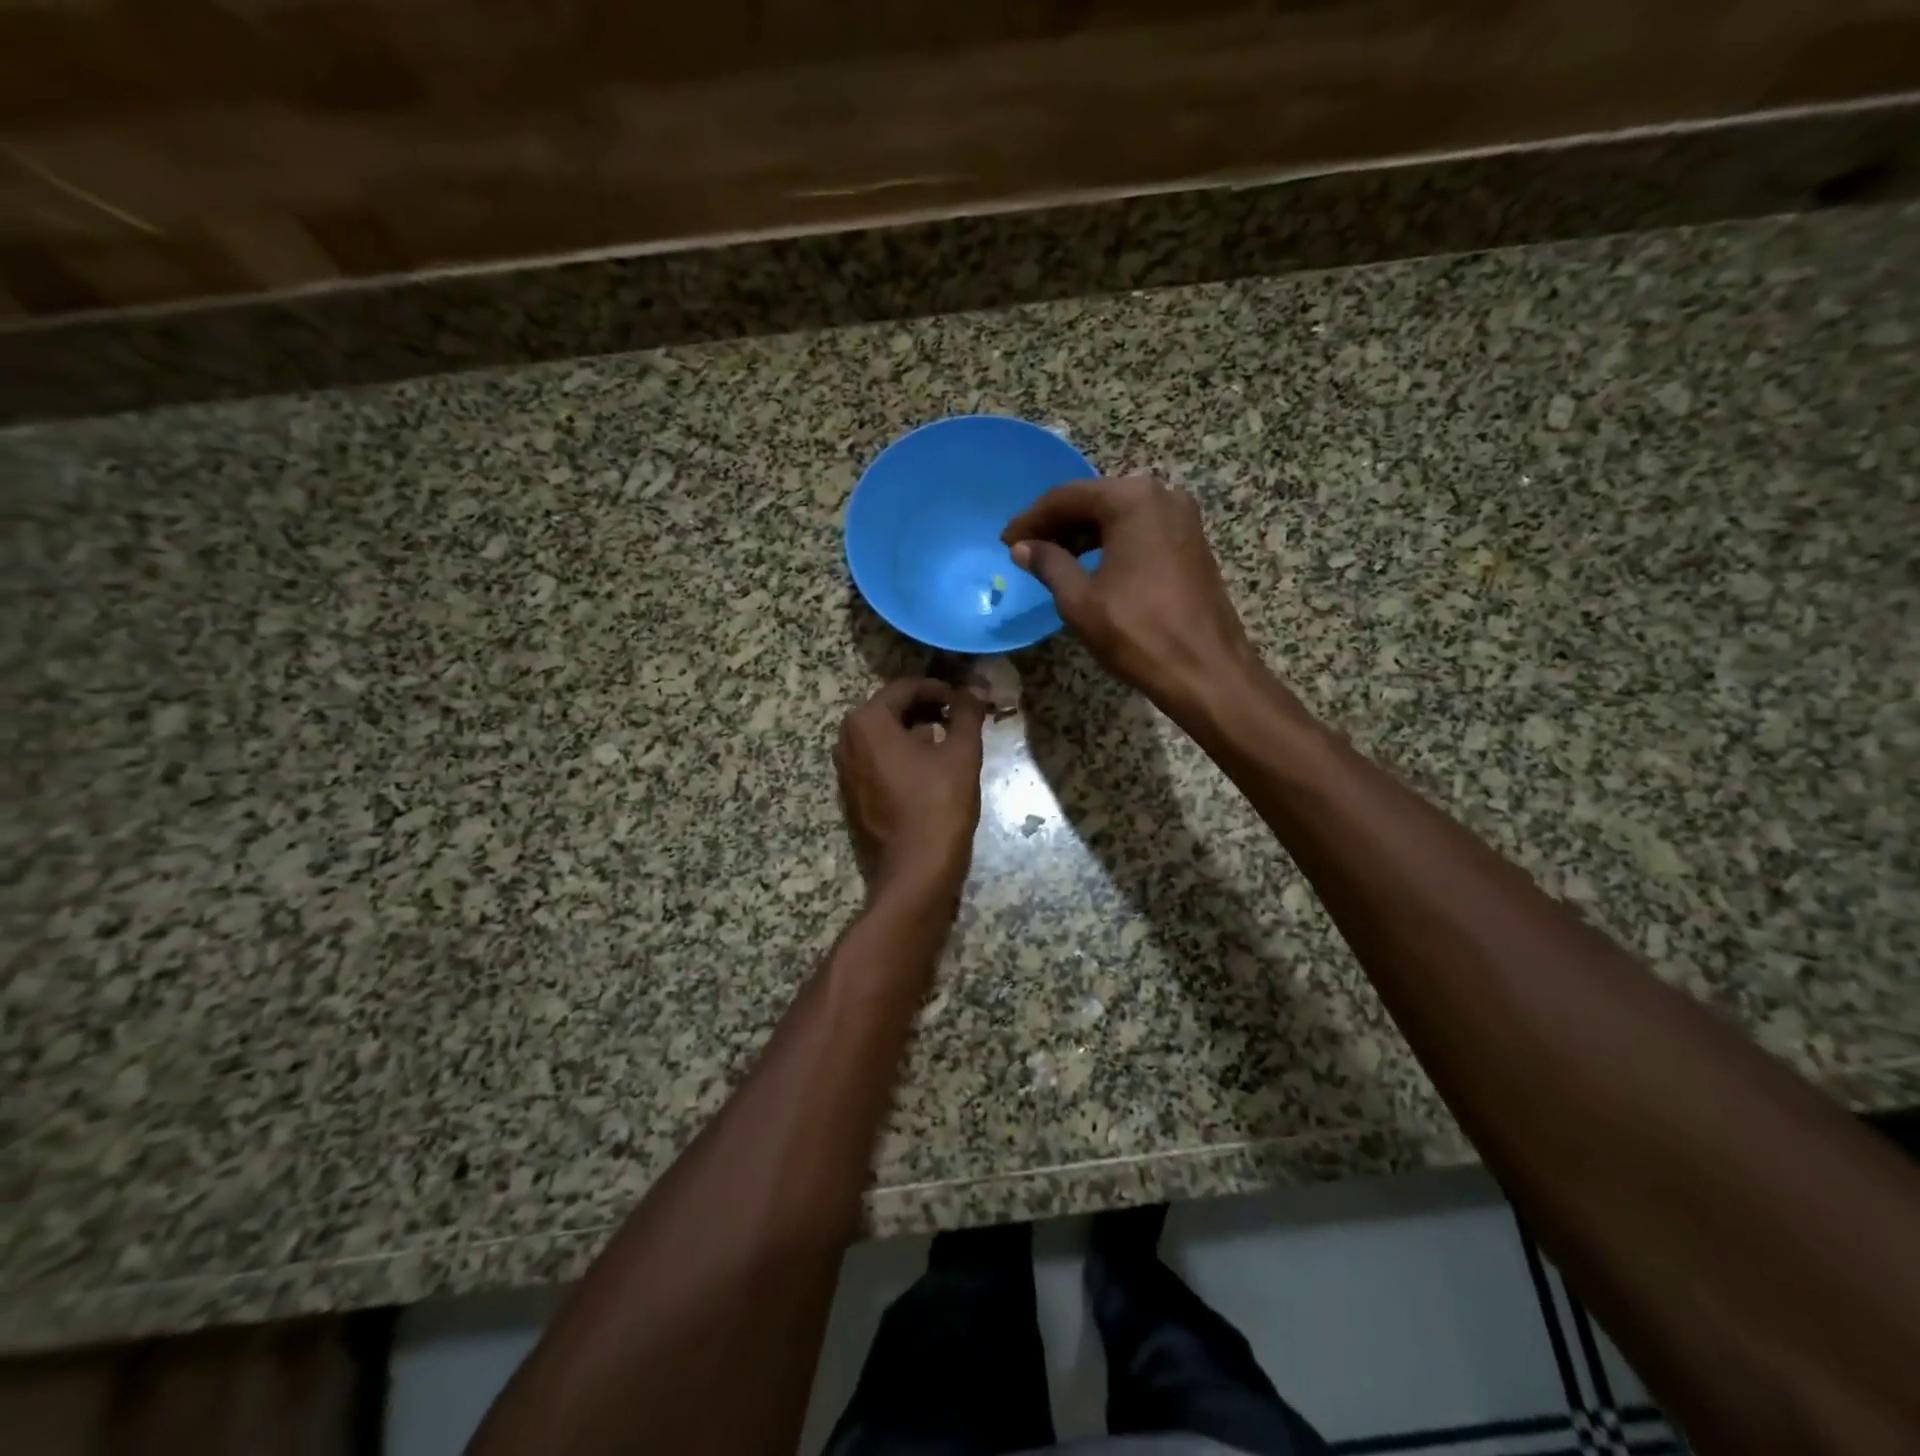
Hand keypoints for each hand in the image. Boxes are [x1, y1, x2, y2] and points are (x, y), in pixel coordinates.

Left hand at [835, 679, 985, 897]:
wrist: (915, 873)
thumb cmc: (939, 806)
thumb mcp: (961, 754)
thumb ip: (968, 714)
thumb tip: (976, 687)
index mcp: (867, 722)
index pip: (906, 689)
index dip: (940, 689)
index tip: (966, 700)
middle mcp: (846, 740)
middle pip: (891, 710)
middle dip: (927, 710)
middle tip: (960, 719)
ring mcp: (845, 770)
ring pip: (884, 737)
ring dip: (915, 733)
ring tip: (950, 743)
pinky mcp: (852, 795)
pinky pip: (878, 762)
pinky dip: (902, 757)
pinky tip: (930, 772)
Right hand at [1002, 476, 1259, 720]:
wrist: (1205, 670)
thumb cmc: (1137, 633)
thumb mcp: (1080, 600)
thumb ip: (1049, 565)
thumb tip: (1023, 548)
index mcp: (1133, 500)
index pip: (1068, 496)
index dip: (1032, 519)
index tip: (1005, 542)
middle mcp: (1162, 497)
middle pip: (1095, 501)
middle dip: (1057, 524)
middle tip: (1024, 550)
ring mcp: (1182, 519)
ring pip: (1119, 517)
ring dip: (1082, 535)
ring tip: (1050, 560)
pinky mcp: (1191, 544)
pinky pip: (1140, 532)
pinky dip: (1110, 544)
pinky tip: (1089, 567)